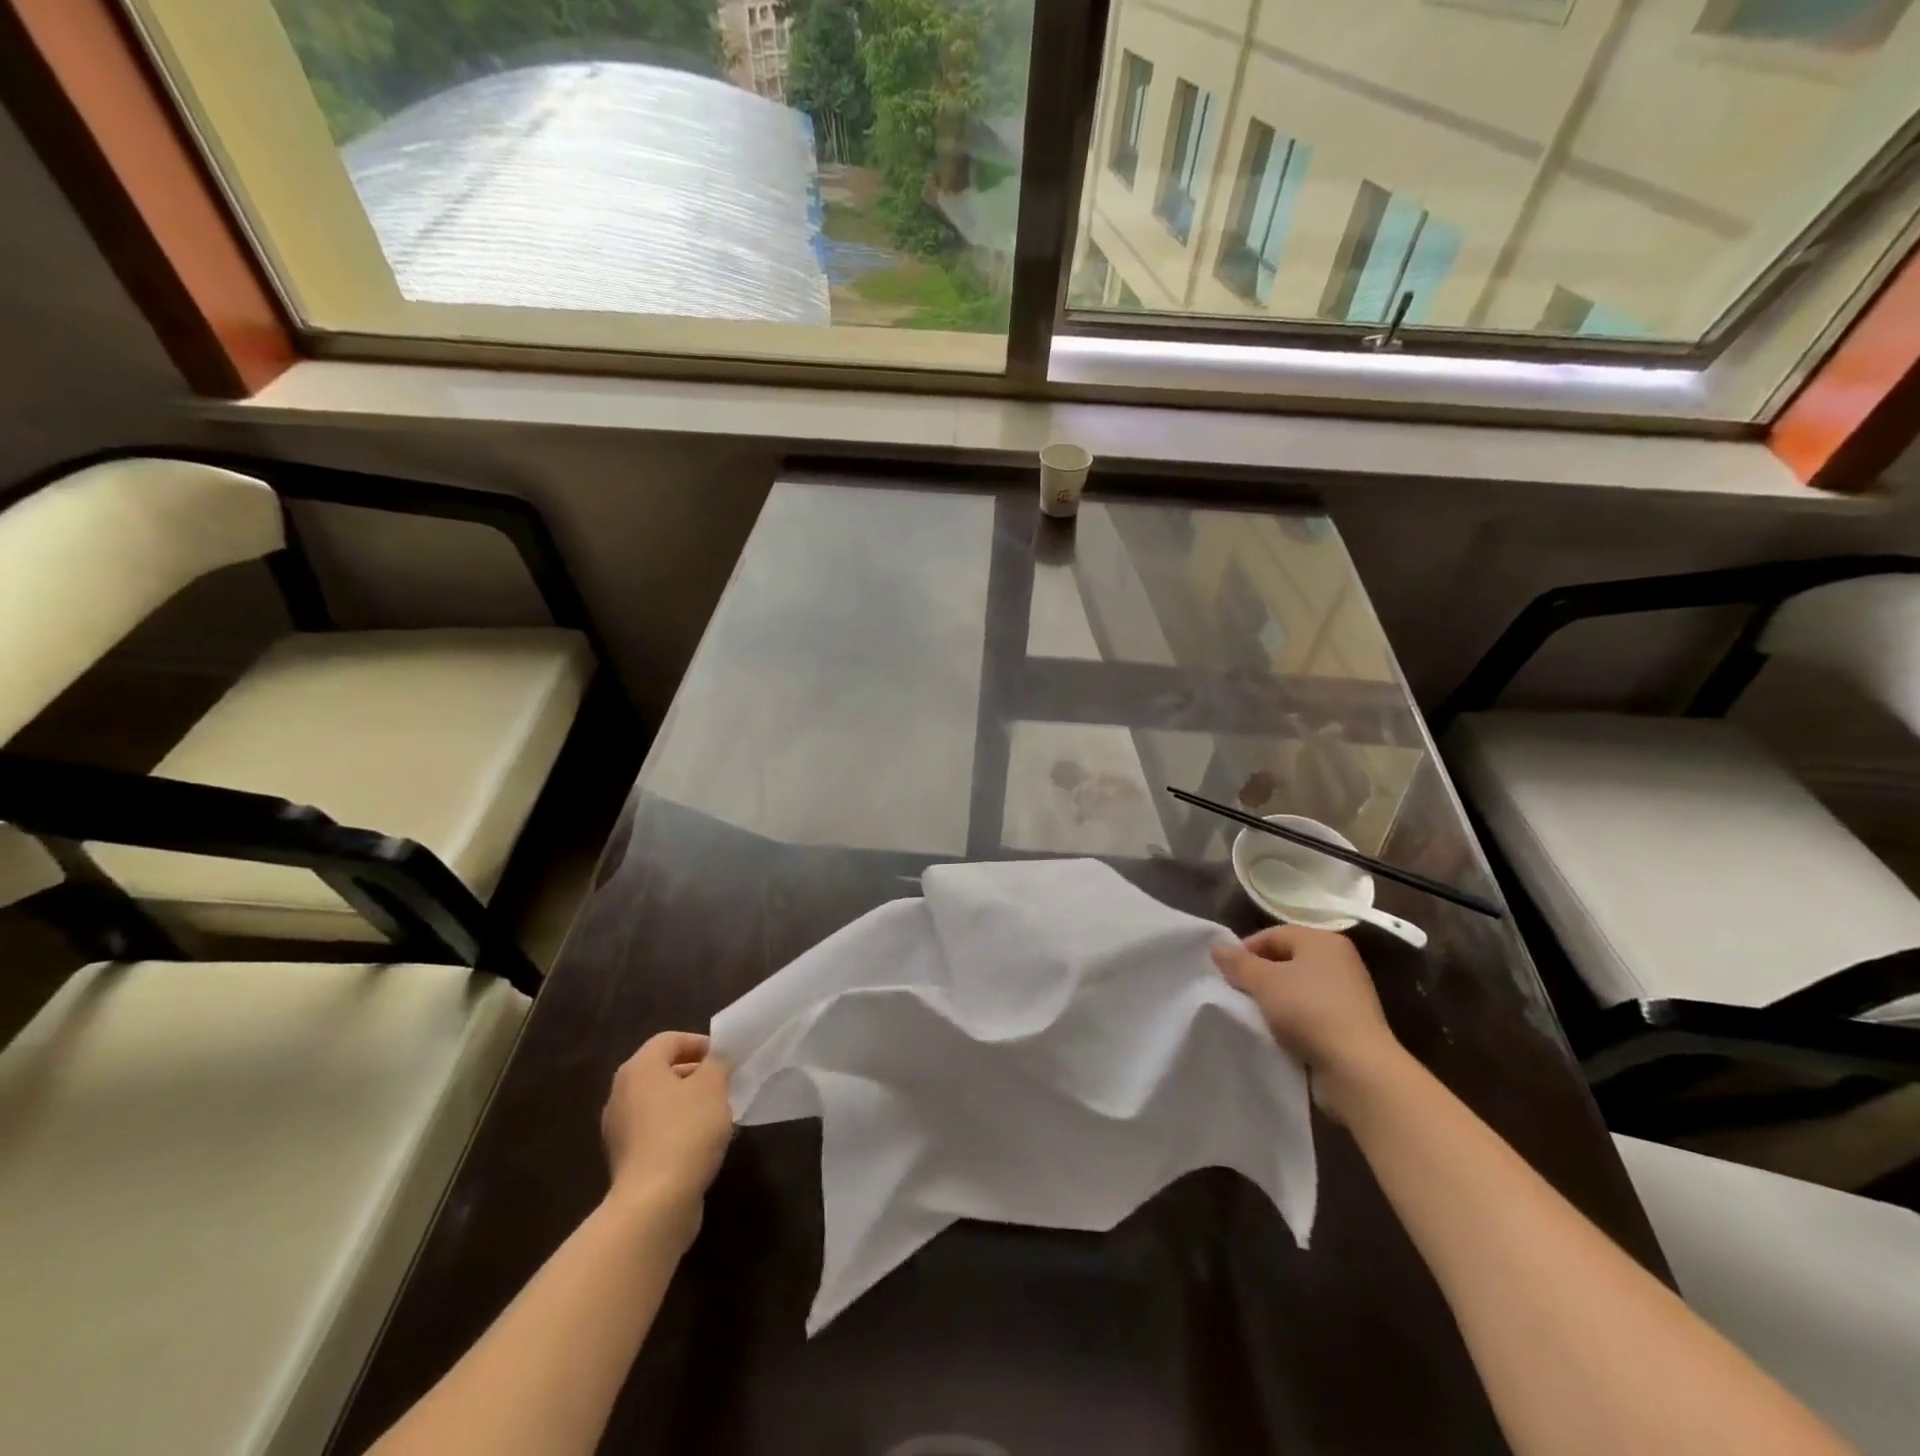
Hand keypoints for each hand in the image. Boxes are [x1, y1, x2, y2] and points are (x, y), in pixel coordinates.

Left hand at [601, 1032, 733, 1234]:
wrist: (654, 1203)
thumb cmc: (685, 1131)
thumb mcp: (713, 1086)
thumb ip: (717, 1063)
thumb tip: (714, 1061)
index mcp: (638, 1068)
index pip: (670, 1040)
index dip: (700, 1043)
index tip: (726, 1060)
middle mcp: (621, 1094)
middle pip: (662, 1071)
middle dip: (696, 1074)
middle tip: (725, 1085)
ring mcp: (619, 1129)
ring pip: (660, 1103)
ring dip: (688, 1104)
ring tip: (718, 1116)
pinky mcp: (625, 1160)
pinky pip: (655, 1131)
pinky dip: (677, 1130)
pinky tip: (701, 1144)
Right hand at [1212, 925, 1405, 1120]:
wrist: (1357, 1067)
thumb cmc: (1308, 1010)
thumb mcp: (1263, 982)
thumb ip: (1238, 962)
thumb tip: (1217, 947)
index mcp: (1322, 940)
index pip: (1273, 934)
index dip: (1245, 950)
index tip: (1227, 974)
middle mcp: (1340, 960)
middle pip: (1287, 959)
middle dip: (1260, 975)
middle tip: (1239, 993)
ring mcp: (1349, 992)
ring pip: (1299, 987)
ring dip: (1276, 998)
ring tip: (1256, 1014)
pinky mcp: (1352, 1022)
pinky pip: (1312, 1010)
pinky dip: (1294, 1017)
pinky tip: (1280, 1032)